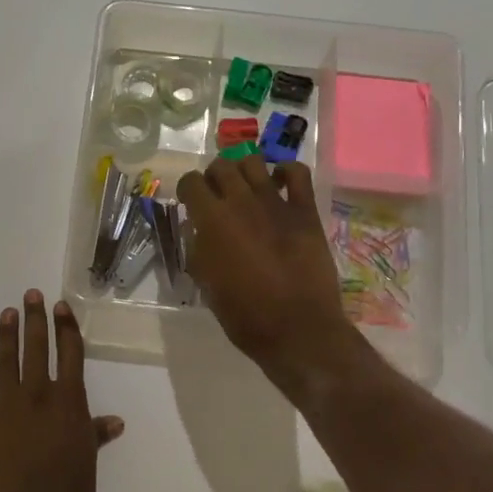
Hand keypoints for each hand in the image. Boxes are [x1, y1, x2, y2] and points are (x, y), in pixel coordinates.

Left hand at [0, 291, 123, 491]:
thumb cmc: (70, 488)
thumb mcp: (89, 458)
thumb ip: (96, 434)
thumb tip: (114, 422)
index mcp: (68, 399)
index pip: (70, 354)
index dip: (66, 328)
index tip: (60, 306)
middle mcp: (38, 395)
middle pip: (37, 349)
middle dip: (35, 320)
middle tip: (31, 295)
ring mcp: (8, 409)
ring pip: (6, 364)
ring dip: (6, 338)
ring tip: (6, 314)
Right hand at [175, 156, 358, 390]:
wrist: (298, 329)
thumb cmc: (245, 315)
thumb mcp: (207, 285)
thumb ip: (198, 250)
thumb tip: (197, 230)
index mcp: (212, 221)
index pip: (190, 183)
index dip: (187, 190)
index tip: (190, 202)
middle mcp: (241, 202)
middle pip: (221, 166)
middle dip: (214, 177)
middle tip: (217, 196)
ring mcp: (276, 202)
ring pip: (253, 162)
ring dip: (244, 171)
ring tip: (246, 188)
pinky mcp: (305, 210)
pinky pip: (297, 173)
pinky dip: (286, 172)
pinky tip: (279, 183)